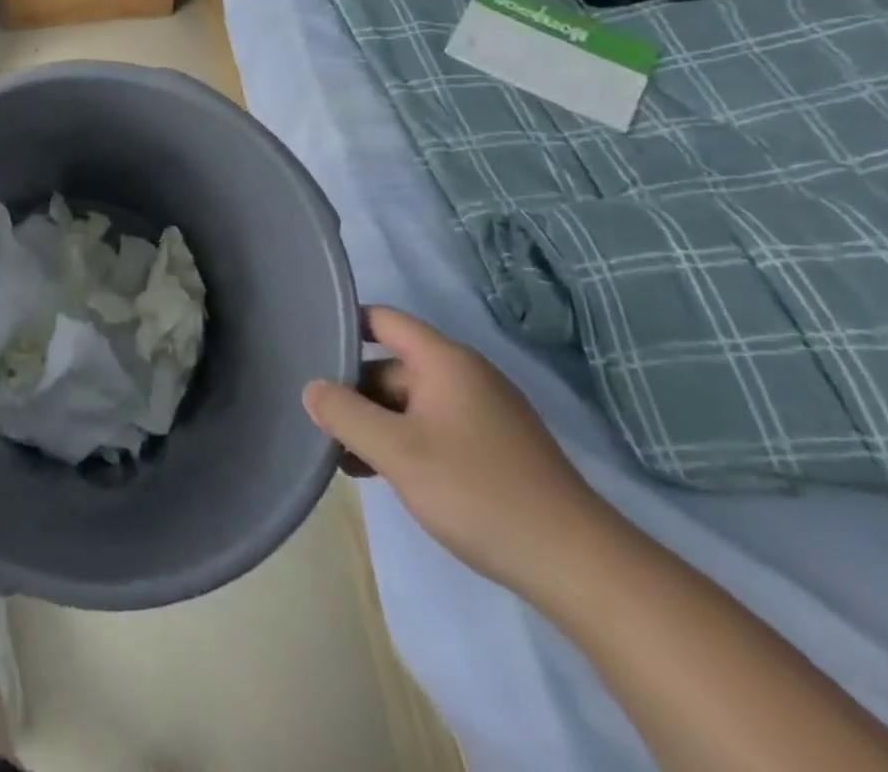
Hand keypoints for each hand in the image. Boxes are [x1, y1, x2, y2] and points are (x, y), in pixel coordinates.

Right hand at [303, 307, 605, 594]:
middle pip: (391, 366)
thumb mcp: (396, 452)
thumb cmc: (479, 492)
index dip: (343, 326)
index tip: (307, 349)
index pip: (381, 319)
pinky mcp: (496, 449)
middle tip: (320, 424)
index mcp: (445, 361)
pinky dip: (404, 442)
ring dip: (376, 424)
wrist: (581, 568)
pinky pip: (433, 428)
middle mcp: (466, 376)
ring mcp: (484, 413)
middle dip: (354, 392)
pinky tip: (386, 476)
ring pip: (410, 402)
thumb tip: (312, 389)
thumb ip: (344, 413)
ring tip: (344, 459)